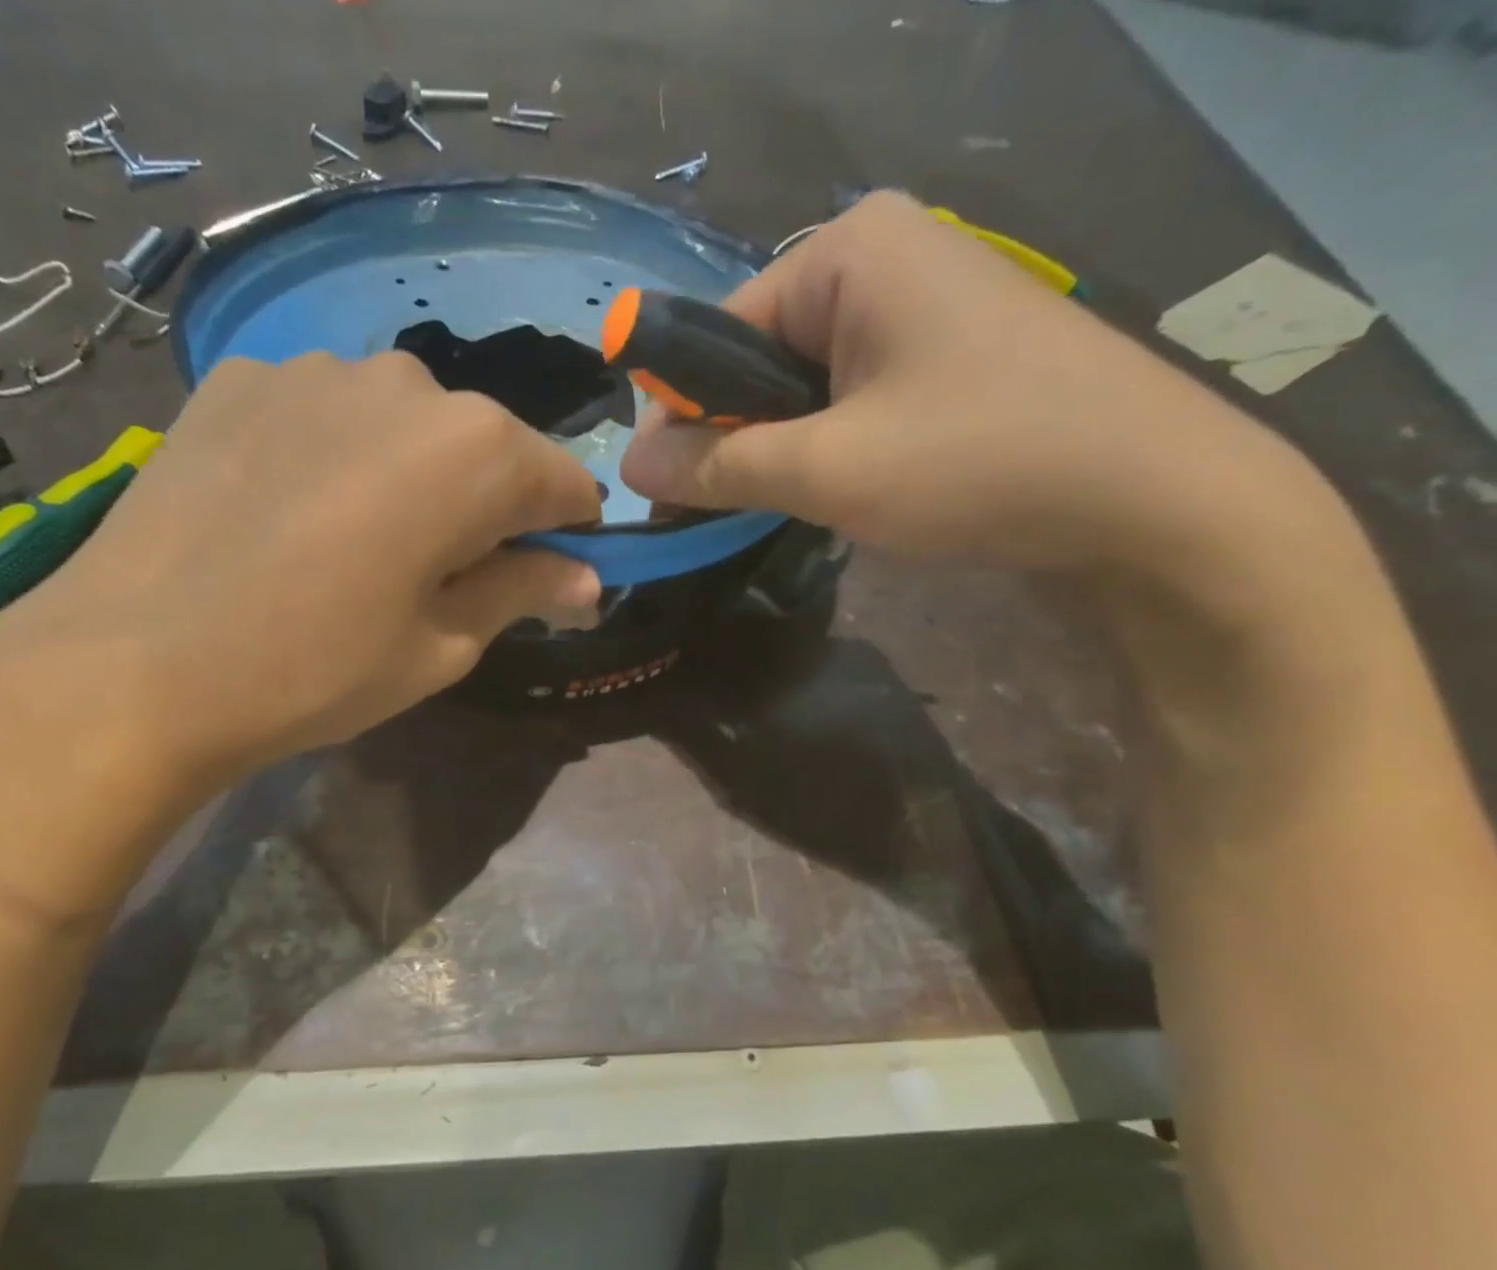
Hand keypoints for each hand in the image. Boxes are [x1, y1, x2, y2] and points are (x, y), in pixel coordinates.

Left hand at [0, 352, 600, 909]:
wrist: (136, 665)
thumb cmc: (317, 669)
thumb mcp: (442, 646)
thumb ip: (523, 592)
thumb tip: (587, 580)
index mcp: (475, 450)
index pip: (563, 482)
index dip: (567, 534)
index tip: (549, 578)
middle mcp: (406, 382)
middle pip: (484, 446)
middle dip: (485, 506)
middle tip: (442, 576)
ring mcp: (313, 369)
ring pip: (403, 424)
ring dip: (408, 476)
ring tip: (356, 545)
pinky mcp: (239, 378)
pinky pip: (325, 414)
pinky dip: (336, 457)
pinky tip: (291, 512)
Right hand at [621, 192, 1346, 597]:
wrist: (1153, 501)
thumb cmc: (979, 463)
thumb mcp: (825, 469)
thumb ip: (716, 464)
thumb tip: (627, 462)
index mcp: (848, 250)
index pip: (716, 331)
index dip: (686, 415)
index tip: (680, 492)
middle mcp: (882, 257)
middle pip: (757, 358)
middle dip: (739, 437)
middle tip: (746, 509)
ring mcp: (921, 304)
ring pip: (801, 387)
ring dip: (784, 451)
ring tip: (808, 504)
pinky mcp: (946, 354)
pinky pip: (849, 399)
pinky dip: (829, 449)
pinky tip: (850, 490)